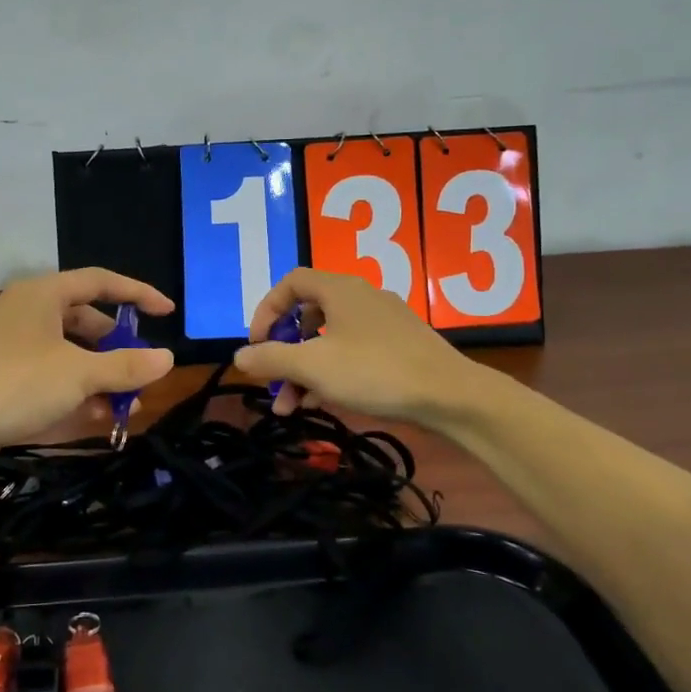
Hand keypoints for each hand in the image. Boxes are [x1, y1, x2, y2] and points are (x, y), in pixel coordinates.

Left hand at [0, 268, 174, 455]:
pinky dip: (77, 394)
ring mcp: (15, 348)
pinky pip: (52, 379)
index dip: (137, 294)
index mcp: (43, 295)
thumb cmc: (15, 385)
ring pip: (71, 355)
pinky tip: (98, 418)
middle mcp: (29, 314)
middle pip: (87, 321)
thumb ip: (126, 365)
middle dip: (119, 349)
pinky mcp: (5, 381)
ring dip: (101, 377)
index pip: (100, 281)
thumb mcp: (79, 374)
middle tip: (144, 373)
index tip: (168, 313)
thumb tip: (167, 358)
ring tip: (128, 406)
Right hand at [232, 268, 470, 423]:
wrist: (450, 396)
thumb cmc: (375, 371)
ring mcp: (382, 322)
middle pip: (307, 315)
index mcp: (339, 289)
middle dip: (284, 352)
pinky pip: (352, 352)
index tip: (257, 345)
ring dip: (304, 370)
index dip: (267, 310)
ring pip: (329, 340)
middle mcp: (360, 297)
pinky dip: (331, 373)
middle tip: (273, 384)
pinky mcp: (398, 346)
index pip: (290, 283)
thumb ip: (271, 359)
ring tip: (292, 408)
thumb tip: (240, 357)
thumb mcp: (313, 366)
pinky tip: (322, 404)